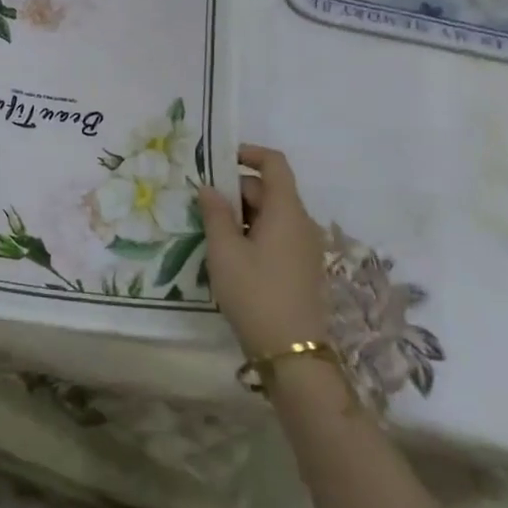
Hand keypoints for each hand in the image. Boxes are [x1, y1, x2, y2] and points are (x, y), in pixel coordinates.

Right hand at [200, 144, 330, 358]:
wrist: (292, 353)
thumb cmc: (255, 293)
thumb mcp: (224, 251)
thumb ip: (215, 213)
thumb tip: (209, 188)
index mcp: (286, 211)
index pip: (274, 164)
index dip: (249, 154)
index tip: (219, 160)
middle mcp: (302, 223)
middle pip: (269, 190)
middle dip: (236, 190)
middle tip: (202, 204)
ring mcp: (305, 247)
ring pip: (271, 214)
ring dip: (242, 214)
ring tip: (211, 231)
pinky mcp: (302, 268)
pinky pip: (277, 235)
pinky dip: (253, 233)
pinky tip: (231, 254)